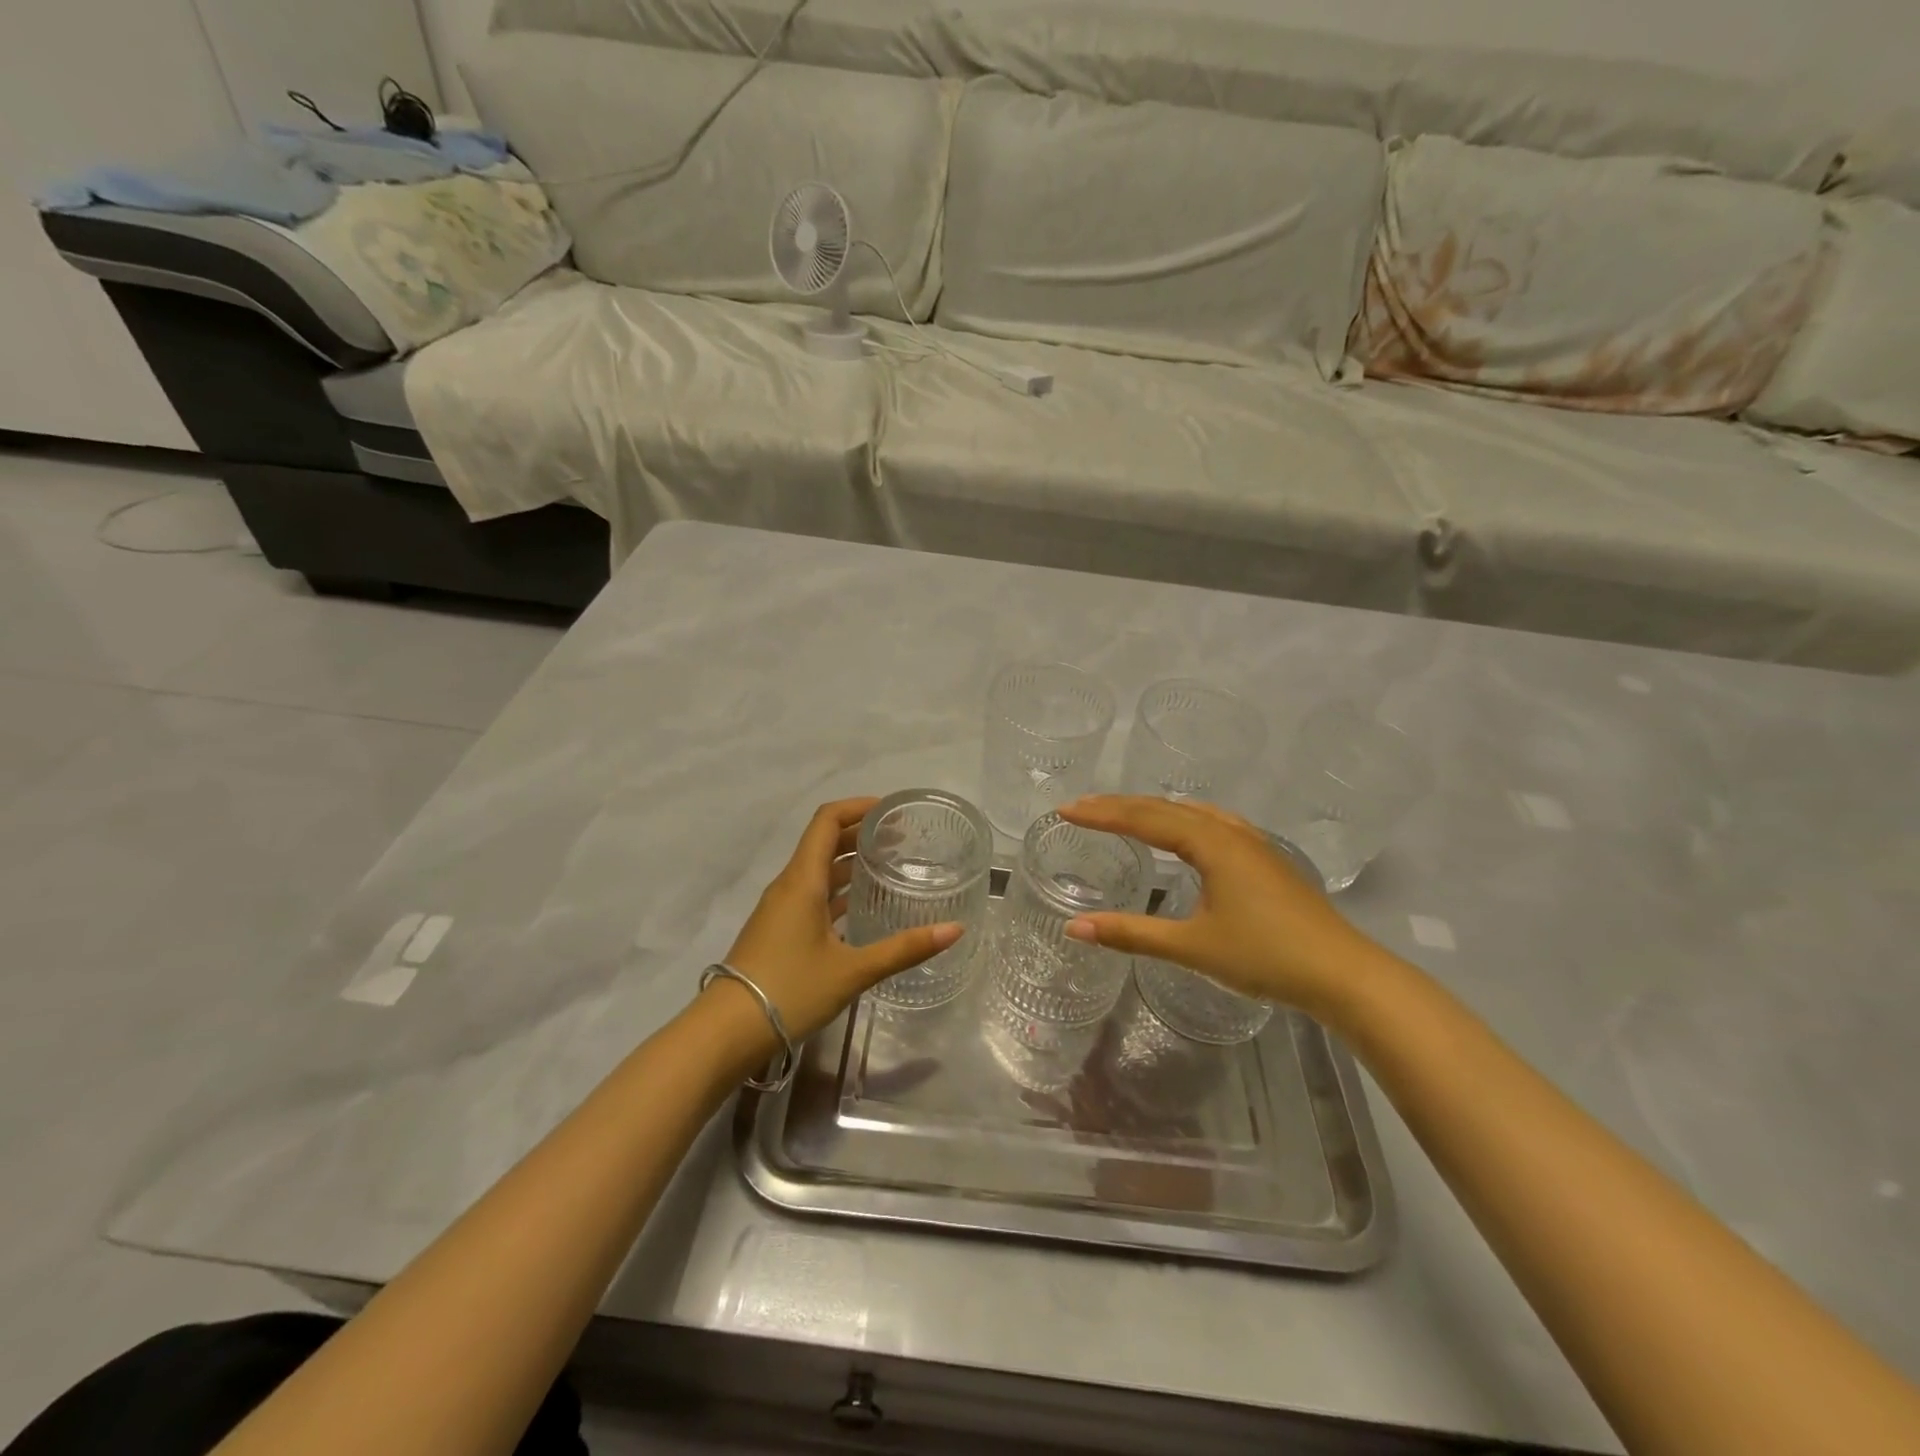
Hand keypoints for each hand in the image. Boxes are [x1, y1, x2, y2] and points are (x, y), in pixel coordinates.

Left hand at [717, 798, 962, 1043]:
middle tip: (902, 838)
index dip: (858, 806)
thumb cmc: (790, 990)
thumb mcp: (853, 970)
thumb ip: (904, 949)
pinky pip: (812, 894)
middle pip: (824, 841)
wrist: (727, 1031)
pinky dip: (839, 889)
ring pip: (818, 869)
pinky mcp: (779, 929)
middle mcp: (789, 885)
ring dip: (850, 861)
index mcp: (803, 880)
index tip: (892, 810)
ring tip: (889, 866)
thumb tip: (955, 929)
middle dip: (861, 833)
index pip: (827, 820)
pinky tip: (862, 906)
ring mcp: (781, 908)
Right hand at [1058, 795, 1375, 1015]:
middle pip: (1165, 808)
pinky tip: (1187, 830)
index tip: (1065, 810)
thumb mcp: (1191, 947)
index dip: (1101, 814)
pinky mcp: (1265, 859)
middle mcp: (1229, 833)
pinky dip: (1184, 819)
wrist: (1343, 973)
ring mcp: (1252, 843)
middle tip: (1081, 806)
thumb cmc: (1265, 957)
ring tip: (1122, 812)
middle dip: (1120, 806)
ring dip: (1152, 810)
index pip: (1143, 818)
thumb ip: (1131, 934)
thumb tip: (1075, 928)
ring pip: (1192, 813)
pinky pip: (1213, 823)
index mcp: (1210, 844)